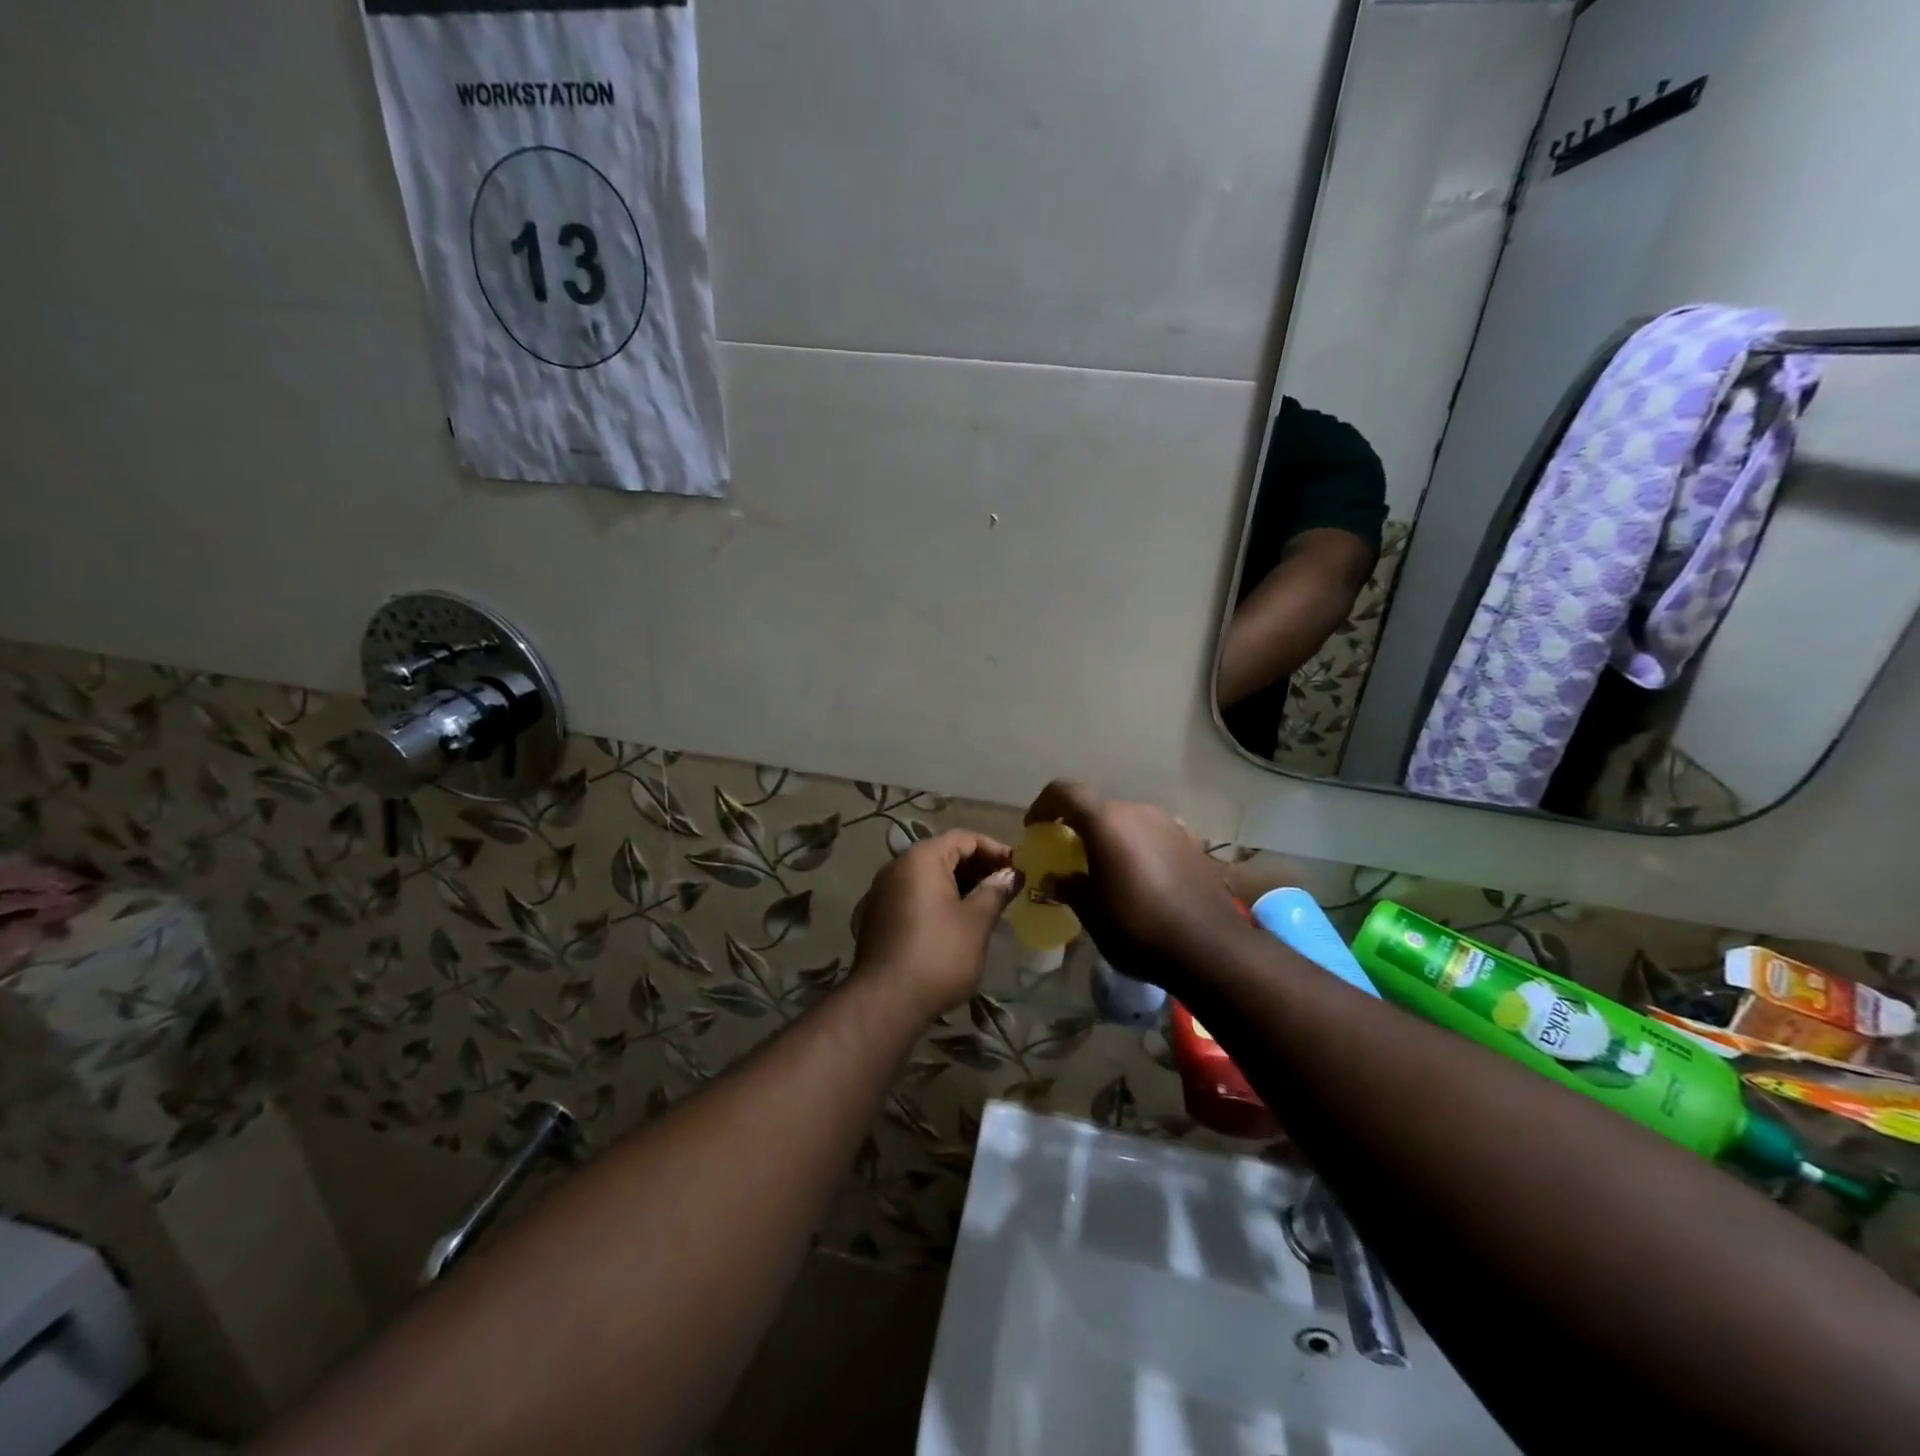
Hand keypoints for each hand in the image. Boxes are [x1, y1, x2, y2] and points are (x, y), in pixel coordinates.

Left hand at [853, 830, 1020, 1019]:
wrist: (886, 1001)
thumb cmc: (938, 954)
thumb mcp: (976, 922)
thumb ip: (995, 891)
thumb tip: (1011, 874)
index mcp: (921, 859)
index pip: (963, 838)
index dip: (994, 849)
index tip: (1017, 868)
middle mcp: (897, 867)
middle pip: (943, 854)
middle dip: (977, 867)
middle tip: (1006, 886)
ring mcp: (883, 892)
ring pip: (928, 876)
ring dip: (959, 884)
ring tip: (987, 904)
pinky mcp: (879, 916)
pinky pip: (915, 895)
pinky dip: (939, 899)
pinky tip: (958, 921)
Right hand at [1025, 780, 1249, 995]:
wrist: (1211, 948)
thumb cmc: (1138, 929)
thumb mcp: (1091, 913)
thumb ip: (1069, 887)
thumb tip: (1055, 879)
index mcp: (1107, 822)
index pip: (1065, 791)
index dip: (1044, 805)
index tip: (1035, 829)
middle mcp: (1138, 812)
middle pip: (1098, 808)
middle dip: (1078, 827)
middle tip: (1069, 857)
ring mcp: (1169, 825)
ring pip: (1127, 821)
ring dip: (1110, 838)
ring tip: (1105, 871)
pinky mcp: (1191, 843)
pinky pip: (1152, 836)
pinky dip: (1136, 848)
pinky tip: (1139, 879)